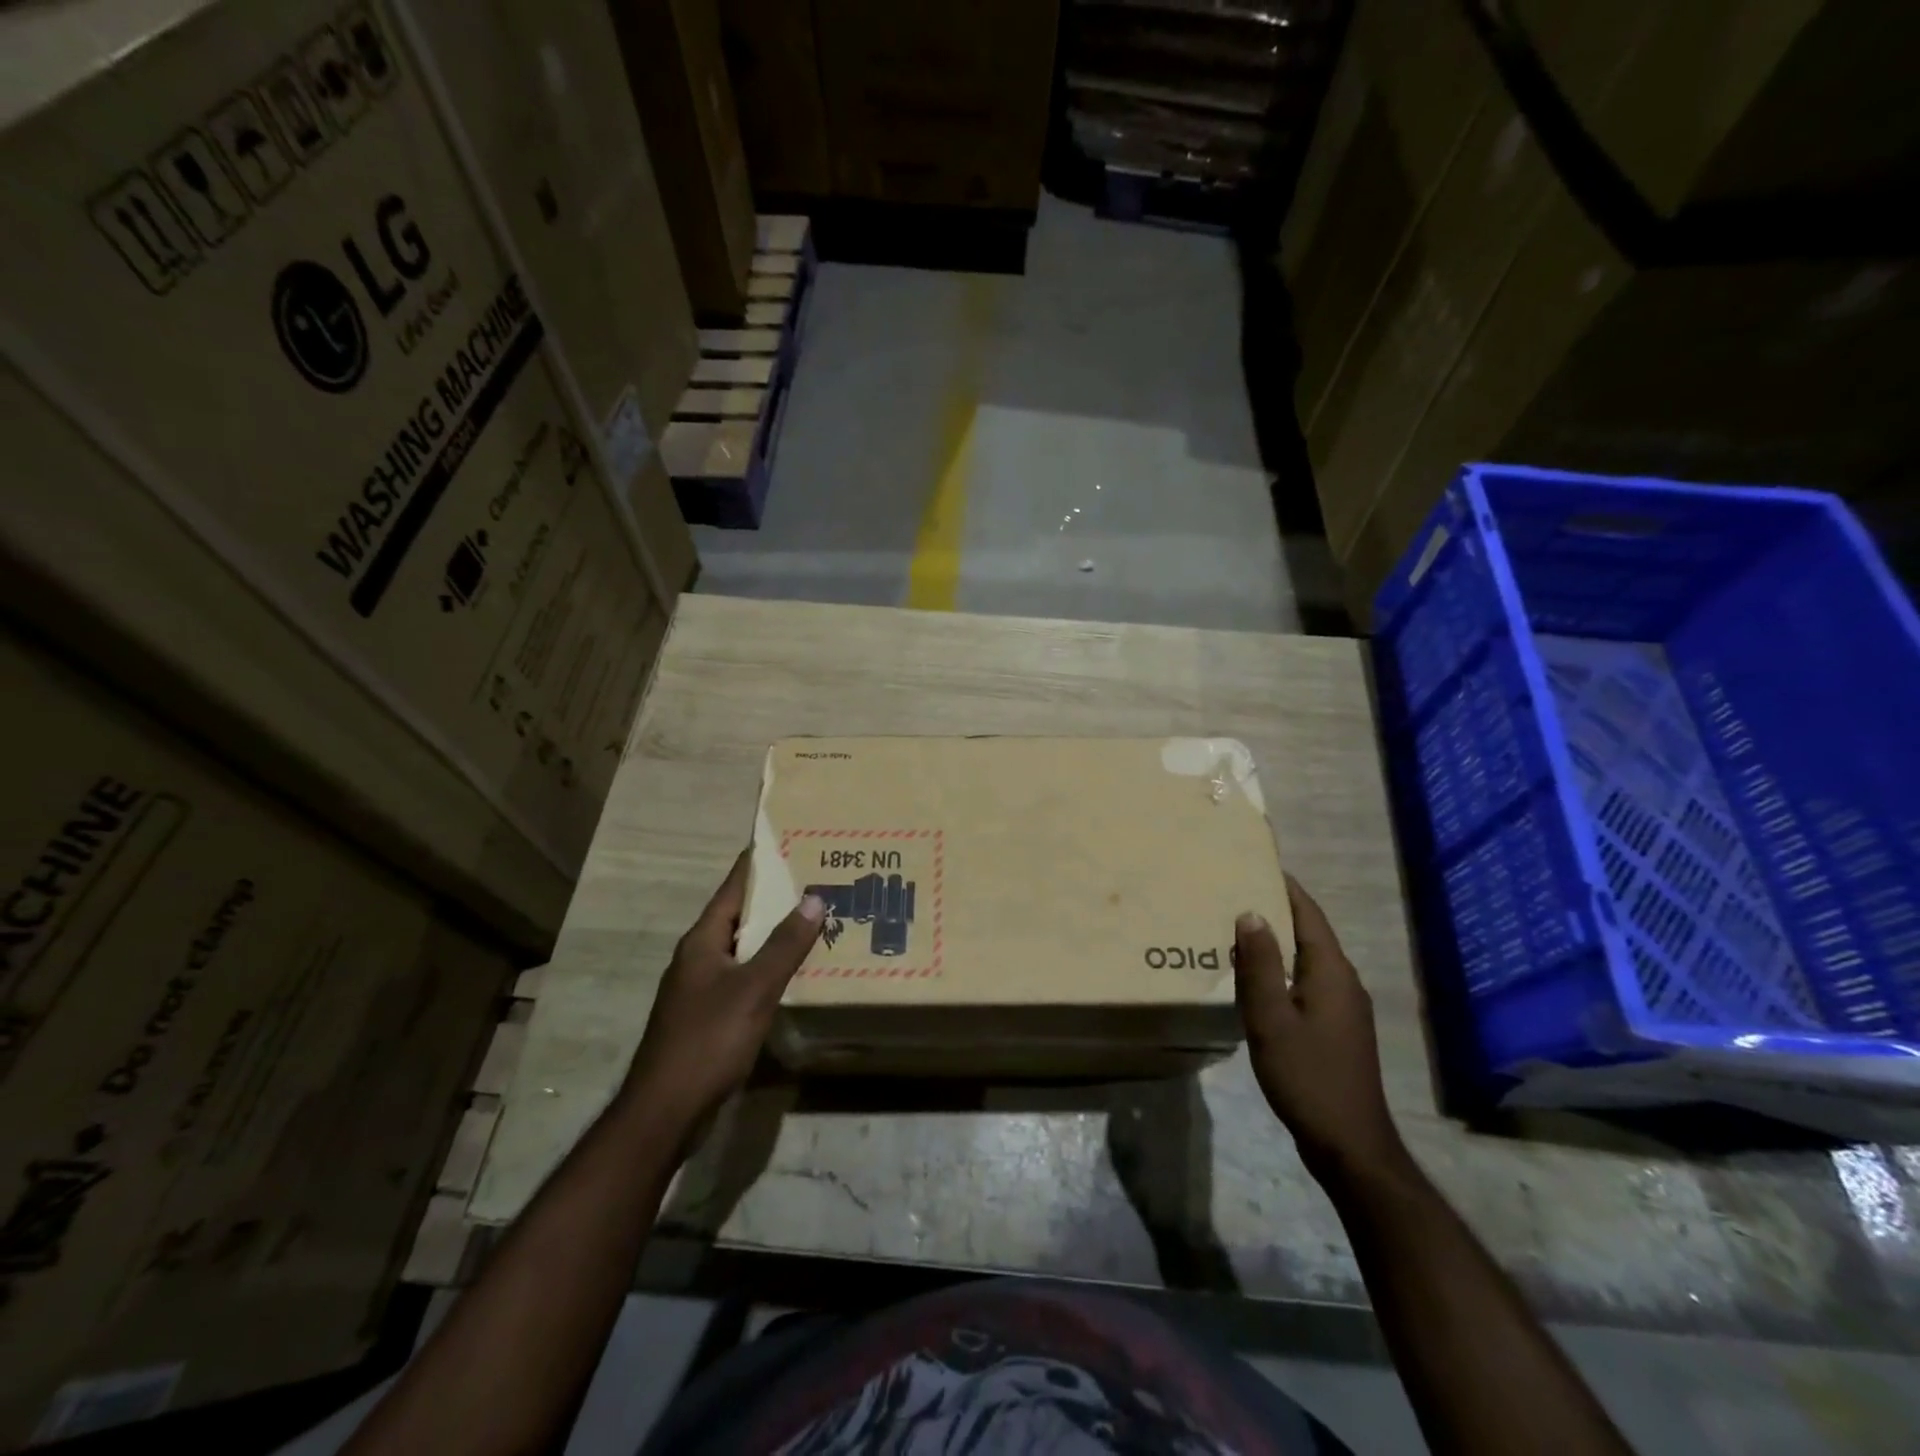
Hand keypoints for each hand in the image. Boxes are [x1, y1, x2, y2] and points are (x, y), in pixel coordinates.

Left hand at [623, 852, 823, 1129]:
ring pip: (743, 948)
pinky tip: (794, 973)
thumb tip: (813, 897)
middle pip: (739, 916)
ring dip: (774, 935)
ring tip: (815, 921)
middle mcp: (698, 957)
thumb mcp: (754, 988)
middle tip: (816, 880)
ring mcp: (700, 988)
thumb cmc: (708, 1039)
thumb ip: (784, 944)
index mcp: (702, 940)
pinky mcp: (707, 1015)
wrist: (666, 1109)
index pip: (733, 887)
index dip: (759, 862)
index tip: (788, 839)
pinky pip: (743, 977)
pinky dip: (768, 967)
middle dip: (775, 898)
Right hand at [1234, 877, 1405, 1183]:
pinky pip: (1307, 982)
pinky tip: (1256, 980)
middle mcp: (1344, 981)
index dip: (1284, 886)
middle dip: (1276, 910)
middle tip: (1233, 893)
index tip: (1255, 863)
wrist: (1349, 1144)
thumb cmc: (1307, 1075)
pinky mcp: (1337, 1028)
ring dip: (1277, 942)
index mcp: (1331, 971)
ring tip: (1237, 930)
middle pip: (1309, 933)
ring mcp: (1344, 1007)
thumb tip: (1250, 913)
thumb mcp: (1270, 1018)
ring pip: (1308, 959)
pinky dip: (1282, 969)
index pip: (1308, 913)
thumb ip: (1259, 965)